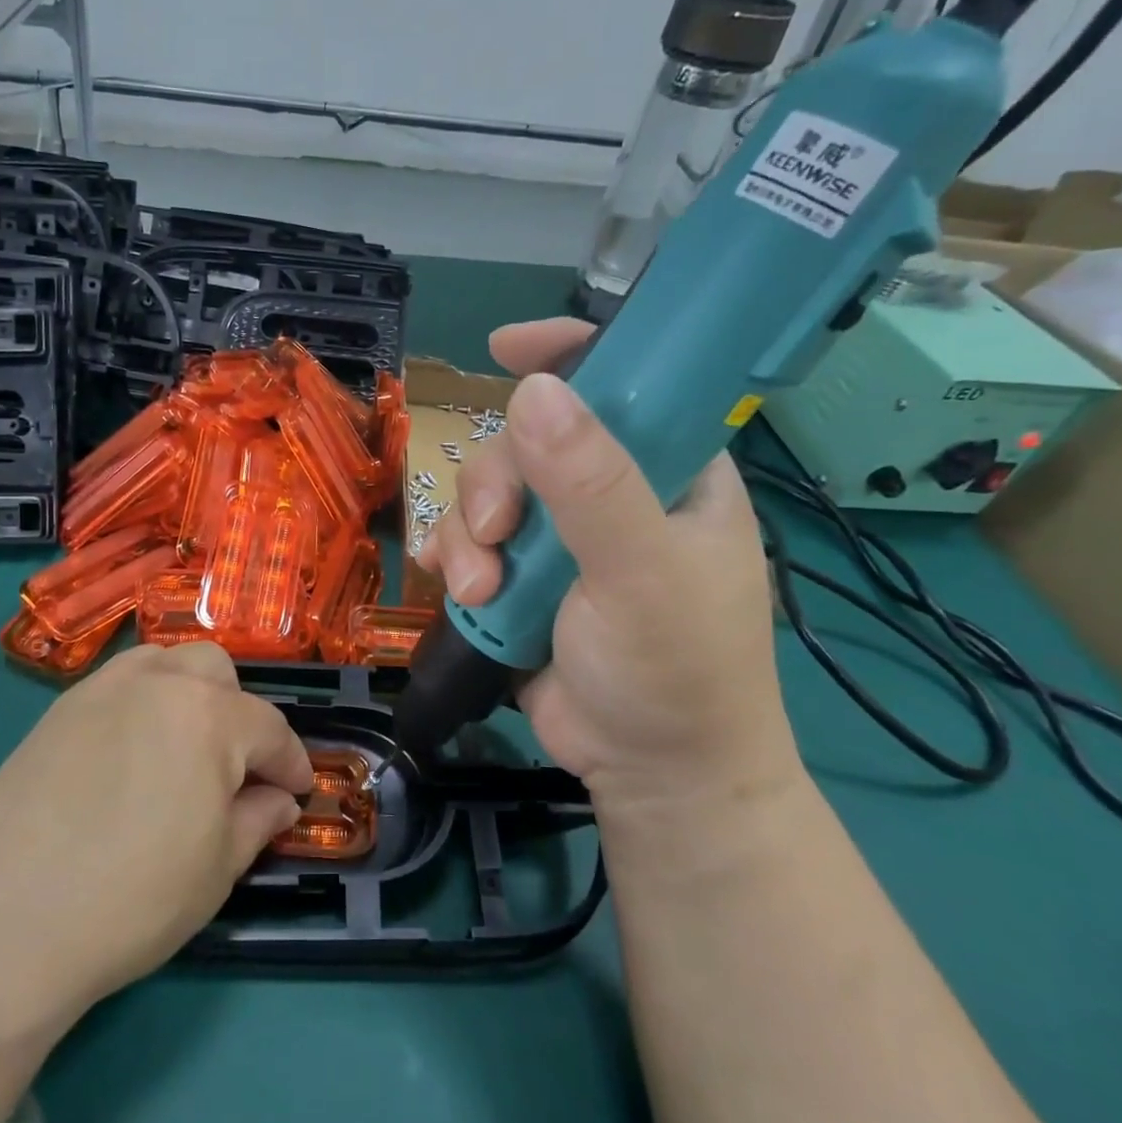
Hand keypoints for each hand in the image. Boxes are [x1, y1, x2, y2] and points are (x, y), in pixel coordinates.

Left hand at [0, 642, 311, 1118]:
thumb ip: (257, 820)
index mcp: (210, 717)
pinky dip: (140, 701)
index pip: (269, 729)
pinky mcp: (58, 709)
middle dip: (239, 713)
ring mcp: (102, 690)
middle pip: (216, 671)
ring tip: (183, 745)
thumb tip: (278, 800)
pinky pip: (116, 684)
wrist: (7, 923)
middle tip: (235, 767)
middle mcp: (159, 683)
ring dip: (188, 693)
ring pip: (164, 662)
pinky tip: (129, 751)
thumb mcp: (217, 869)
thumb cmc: (133, 900)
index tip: (298, 790)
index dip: (291, 762)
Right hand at [418, 317, 797, 816]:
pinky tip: (446, 582)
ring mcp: (561, 538)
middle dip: (495, 485)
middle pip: (529, 441)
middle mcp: (611, 492)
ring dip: (467, 536)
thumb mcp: (640, 573)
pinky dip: (449, 556)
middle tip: (496, 539)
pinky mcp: (521, 578)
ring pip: (487, 493)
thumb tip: (533, 390)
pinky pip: (467, 541)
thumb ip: (591, 484)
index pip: (626, 382)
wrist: (652, 775)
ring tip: (477, 591)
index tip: (506, 348)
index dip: (570, 354)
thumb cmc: (676, 671)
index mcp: (669, 472)